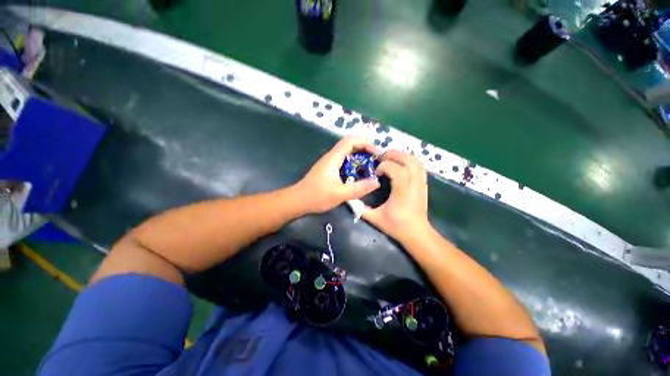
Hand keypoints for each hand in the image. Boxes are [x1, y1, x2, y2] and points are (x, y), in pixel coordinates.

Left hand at [295, 136, 380, 213]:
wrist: (298, 200)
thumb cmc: (317, 197)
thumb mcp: (340, 194)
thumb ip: (359, 188)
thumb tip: (376, 182)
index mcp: (333, 158)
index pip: (350, 141)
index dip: (365, 142)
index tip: (376, 153)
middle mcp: (331, 156)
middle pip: (349, 143)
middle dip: (364, 147)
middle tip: (376, 158)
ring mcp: (328, 162)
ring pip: (346, 151)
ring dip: (359, 154)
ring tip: (370, 163)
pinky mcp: (327, 168)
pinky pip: (343, 160)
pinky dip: (353, 161)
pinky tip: (358, 172)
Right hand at [361, 150, 430, 242]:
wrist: (417, 233)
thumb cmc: (396, 226)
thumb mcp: (375, 219)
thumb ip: (360, 209)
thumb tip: (350, 199)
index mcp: (402, 193)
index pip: (397, 170)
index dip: (385, 166)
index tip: (377, 172)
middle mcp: (414, 185)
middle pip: (409, 161)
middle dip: (393, 155)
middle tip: (381, 158)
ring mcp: (421, 184)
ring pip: (416, 161)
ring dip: (402, 156)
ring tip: (390, 159)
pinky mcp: (424, 184)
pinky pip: (419, 166)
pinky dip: (409, 161)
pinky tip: (400, 164)